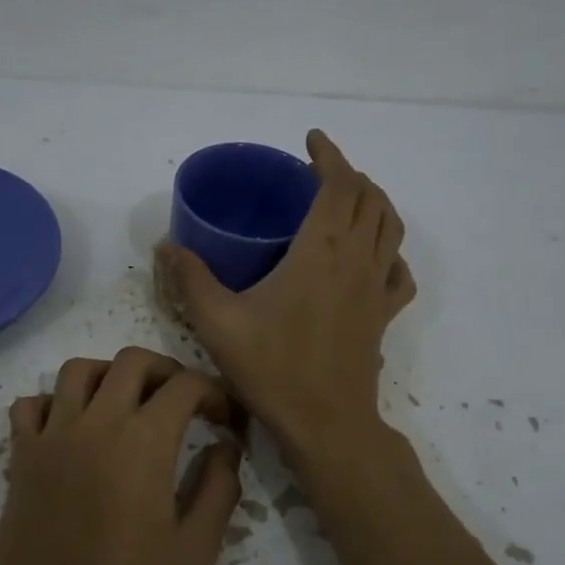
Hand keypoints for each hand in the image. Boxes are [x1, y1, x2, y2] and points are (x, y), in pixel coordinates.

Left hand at [0, 348, 244, 564]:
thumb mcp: (196, 548)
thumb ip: (218, 488)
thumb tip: (224, 447)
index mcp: (144, 441)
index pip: (185, 385)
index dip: (214, 393)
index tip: (224, 421)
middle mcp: (97, 422)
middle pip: (132, 361)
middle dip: (166, 371)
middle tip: (181, 401)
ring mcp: (53, 435)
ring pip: (79, 370)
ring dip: (109, 375)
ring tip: (126, 404)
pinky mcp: (21, 455)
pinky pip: (31, 404)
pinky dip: (53, 402)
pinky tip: (71, 428)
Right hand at [157, 130, 414, 460]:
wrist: (326, 423)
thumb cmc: (273, 368)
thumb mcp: (218, 322)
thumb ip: (190, 279)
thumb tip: (166, 246)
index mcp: (321, 250)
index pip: (339, 184)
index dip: (329, 155)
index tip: (312, 141)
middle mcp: (357, 259)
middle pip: (370, 198)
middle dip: (350, 174)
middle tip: (320, 172)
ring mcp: (376, 287)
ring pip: (390, 227)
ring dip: (374, 203)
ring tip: (350, 200)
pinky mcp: (384, 314)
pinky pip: (398, 270)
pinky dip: (389, 251)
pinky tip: (372, 257)